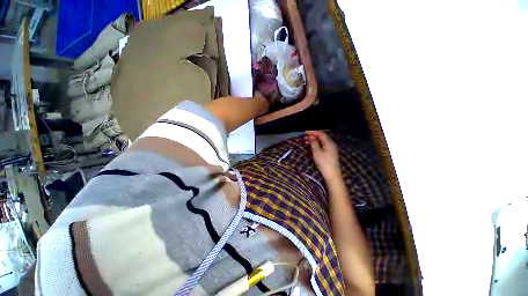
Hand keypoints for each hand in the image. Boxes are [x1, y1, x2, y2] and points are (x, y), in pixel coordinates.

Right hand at [305, 131, 340, 179]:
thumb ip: (314, 143)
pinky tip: (311, 146)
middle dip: (313, 136)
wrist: (332, 174)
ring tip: (306, 141)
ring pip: (322, 141)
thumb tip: (311, 137)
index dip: (312, 132)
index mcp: (329, 142)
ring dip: (314, 140)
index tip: (305, 132)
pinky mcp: (330, 153)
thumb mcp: (317, 152)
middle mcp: (331, 144)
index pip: (321, 133)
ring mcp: (331, 149)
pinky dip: (316, 144)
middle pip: (322, 137)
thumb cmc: (324, 162)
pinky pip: (322, 145)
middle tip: (304, 137)